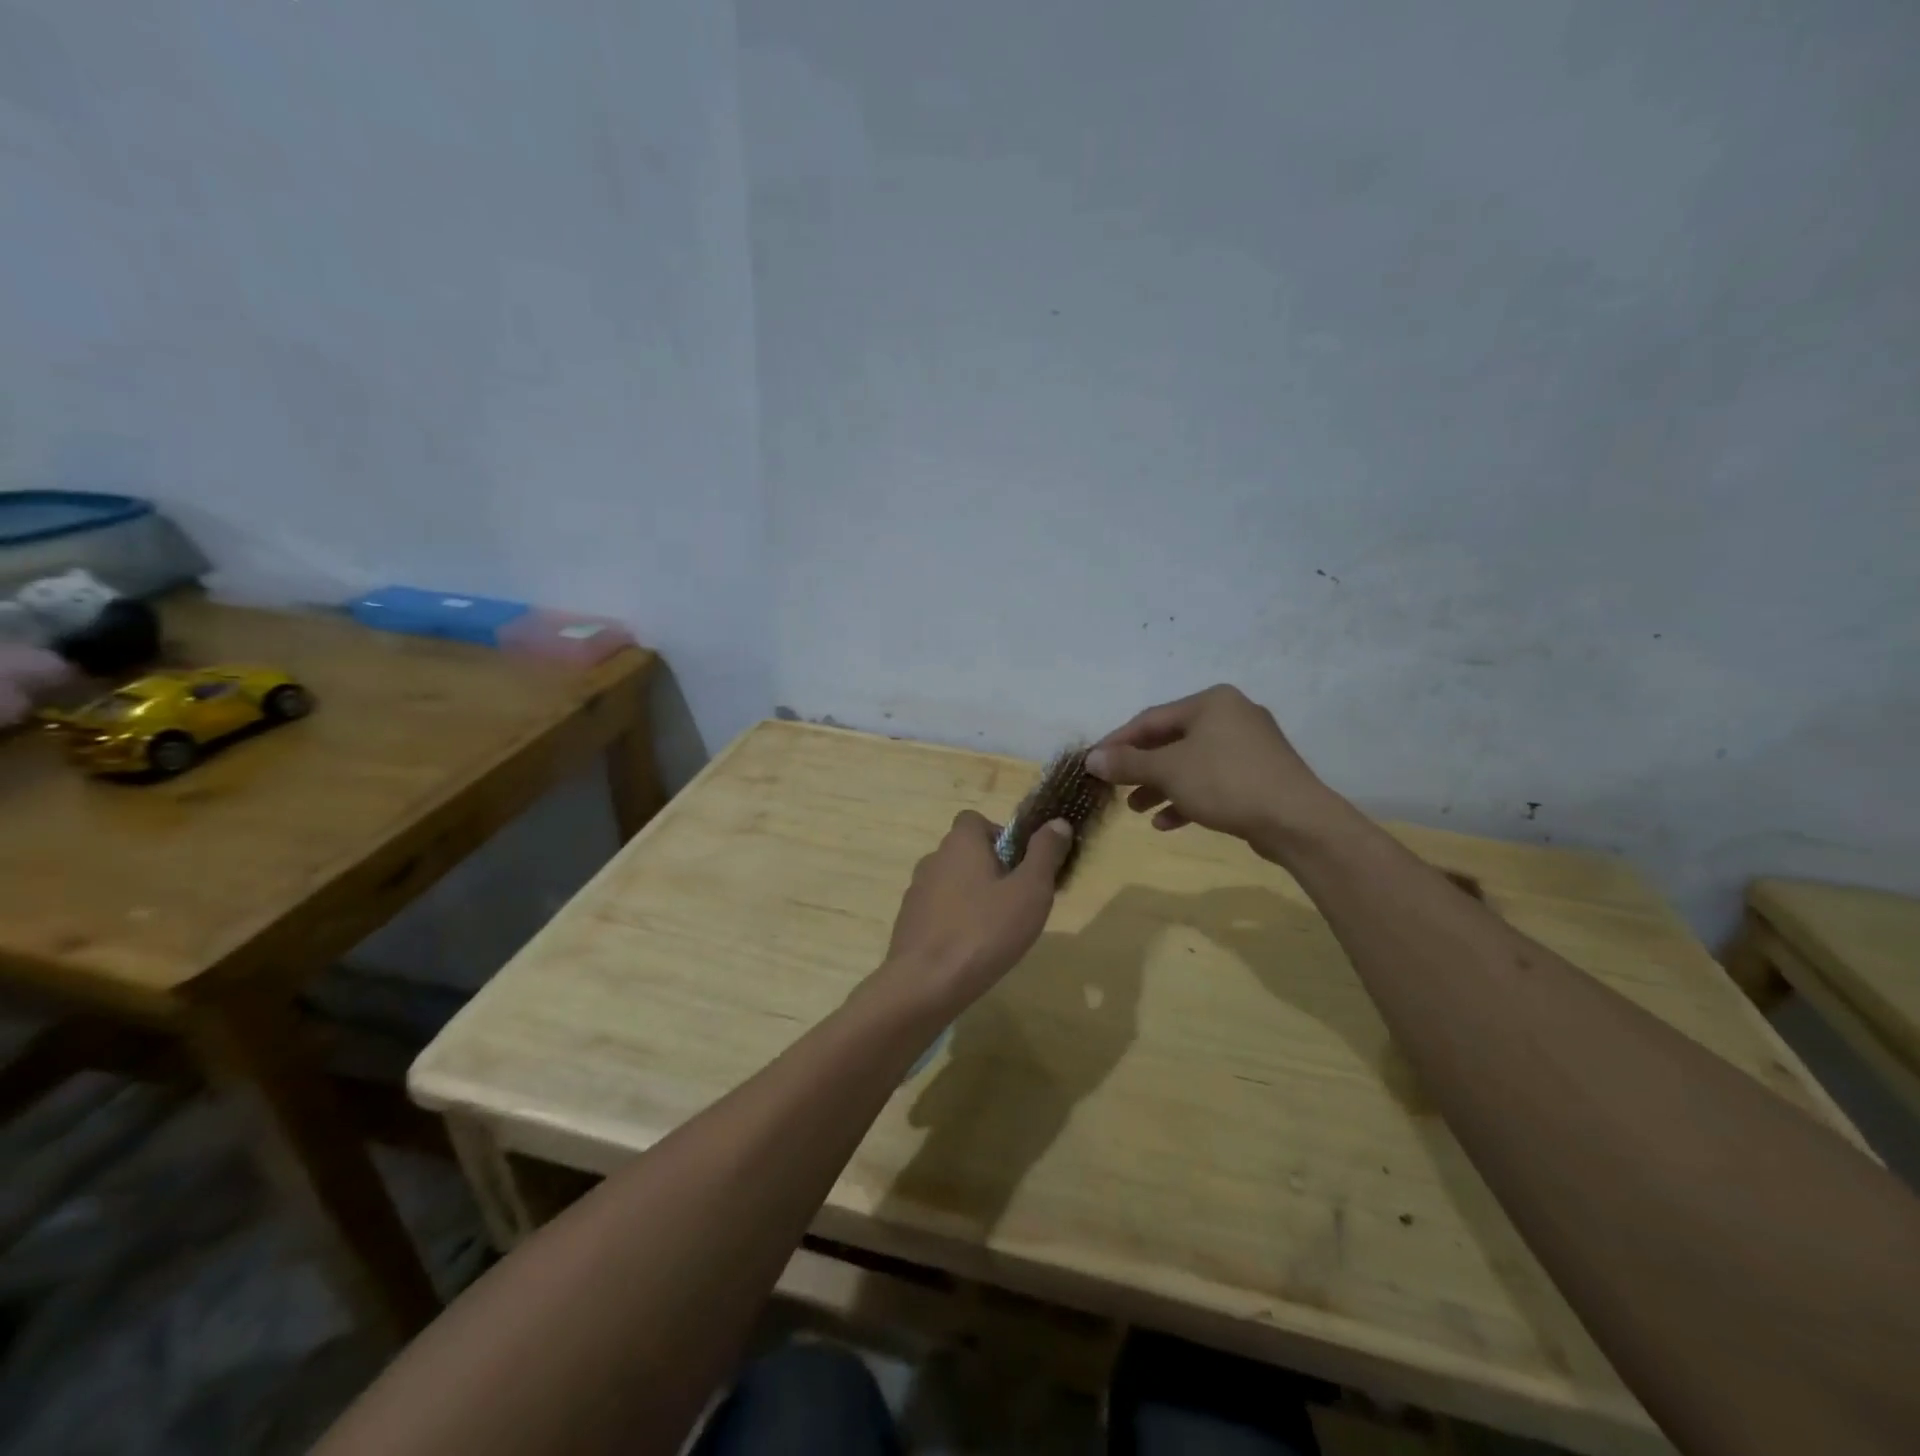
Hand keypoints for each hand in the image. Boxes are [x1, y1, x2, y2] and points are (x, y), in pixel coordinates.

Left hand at [880, 810, 1072, 1009]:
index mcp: (961, 843)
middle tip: (1016, 902)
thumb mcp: (1030, 892)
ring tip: (995, 929)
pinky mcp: (908, 921)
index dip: (1000, 836)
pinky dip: (954, 920)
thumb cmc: (984, 931)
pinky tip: (970, 949)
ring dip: (972, 896)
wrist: (925, 984)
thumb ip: (1044, 854)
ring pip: (952, 882)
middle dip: (991, 869)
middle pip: (965, 852)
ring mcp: (916, 891)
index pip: (976, 820)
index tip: (1019, 865)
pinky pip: (938, 910)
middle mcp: (934, 858)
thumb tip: (1058, 822)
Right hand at [1086, 685, 1343, 857]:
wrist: (1297, 821)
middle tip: (1115, 788)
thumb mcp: (1168, 771)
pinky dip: (1188, 798)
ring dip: (1161, 786)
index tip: (1093, 763)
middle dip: (1141, 768)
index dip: (1117, 742)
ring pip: (1191, 763)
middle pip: (1171, 741)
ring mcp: (1249, 746)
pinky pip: (1213, 781)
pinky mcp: (1259, 775)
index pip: (1150, 719)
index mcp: (1211, 702)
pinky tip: (1167, 823)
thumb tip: (1091, 759)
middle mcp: (1231, 715)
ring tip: (1137, 809)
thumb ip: (1127, 764)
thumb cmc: (1226, 783)